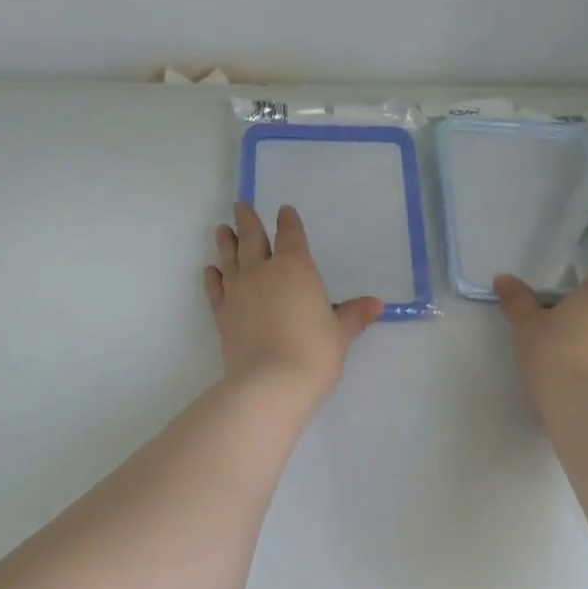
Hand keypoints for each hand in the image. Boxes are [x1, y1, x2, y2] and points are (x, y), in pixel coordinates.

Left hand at [206, 203, 383, 404]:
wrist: (270, 382)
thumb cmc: (314, 352)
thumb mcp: (340, 334)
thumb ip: (354, 315)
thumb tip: (376, 304)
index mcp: (295, 267)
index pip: (291, 235)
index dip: (288, 221)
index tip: (284, 210)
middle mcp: (262, 271)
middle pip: (252, 238)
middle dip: (247, 220)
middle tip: (239, 206)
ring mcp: (238, 291)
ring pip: (229, 257)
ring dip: (226, 241)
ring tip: (221, 229)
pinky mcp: (222, 313)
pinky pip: (215, 288)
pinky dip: (212, 277)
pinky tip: (211, 271)